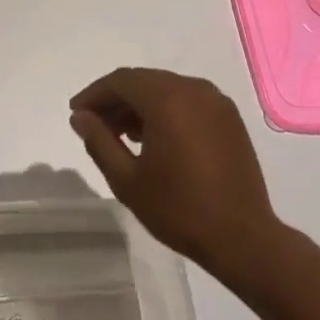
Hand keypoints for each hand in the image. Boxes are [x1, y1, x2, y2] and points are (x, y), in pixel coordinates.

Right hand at [69, 67, 281, 282]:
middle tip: (95, 125)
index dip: (94, 94)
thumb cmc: (179, 209)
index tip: (76, 113)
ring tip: (122, 135)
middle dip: (116, 99)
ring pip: (166, 89)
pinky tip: (155, 137)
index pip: (121, 81)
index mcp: (167, 99)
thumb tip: (80, 117)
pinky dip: (165, 110)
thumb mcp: (127, 180)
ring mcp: (216, 101)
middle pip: (144, 81)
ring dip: (140, 104)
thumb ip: (99, 141)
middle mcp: (193, 89)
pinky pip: (188, 100)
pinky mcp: (229, 118)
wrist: (242, 238)